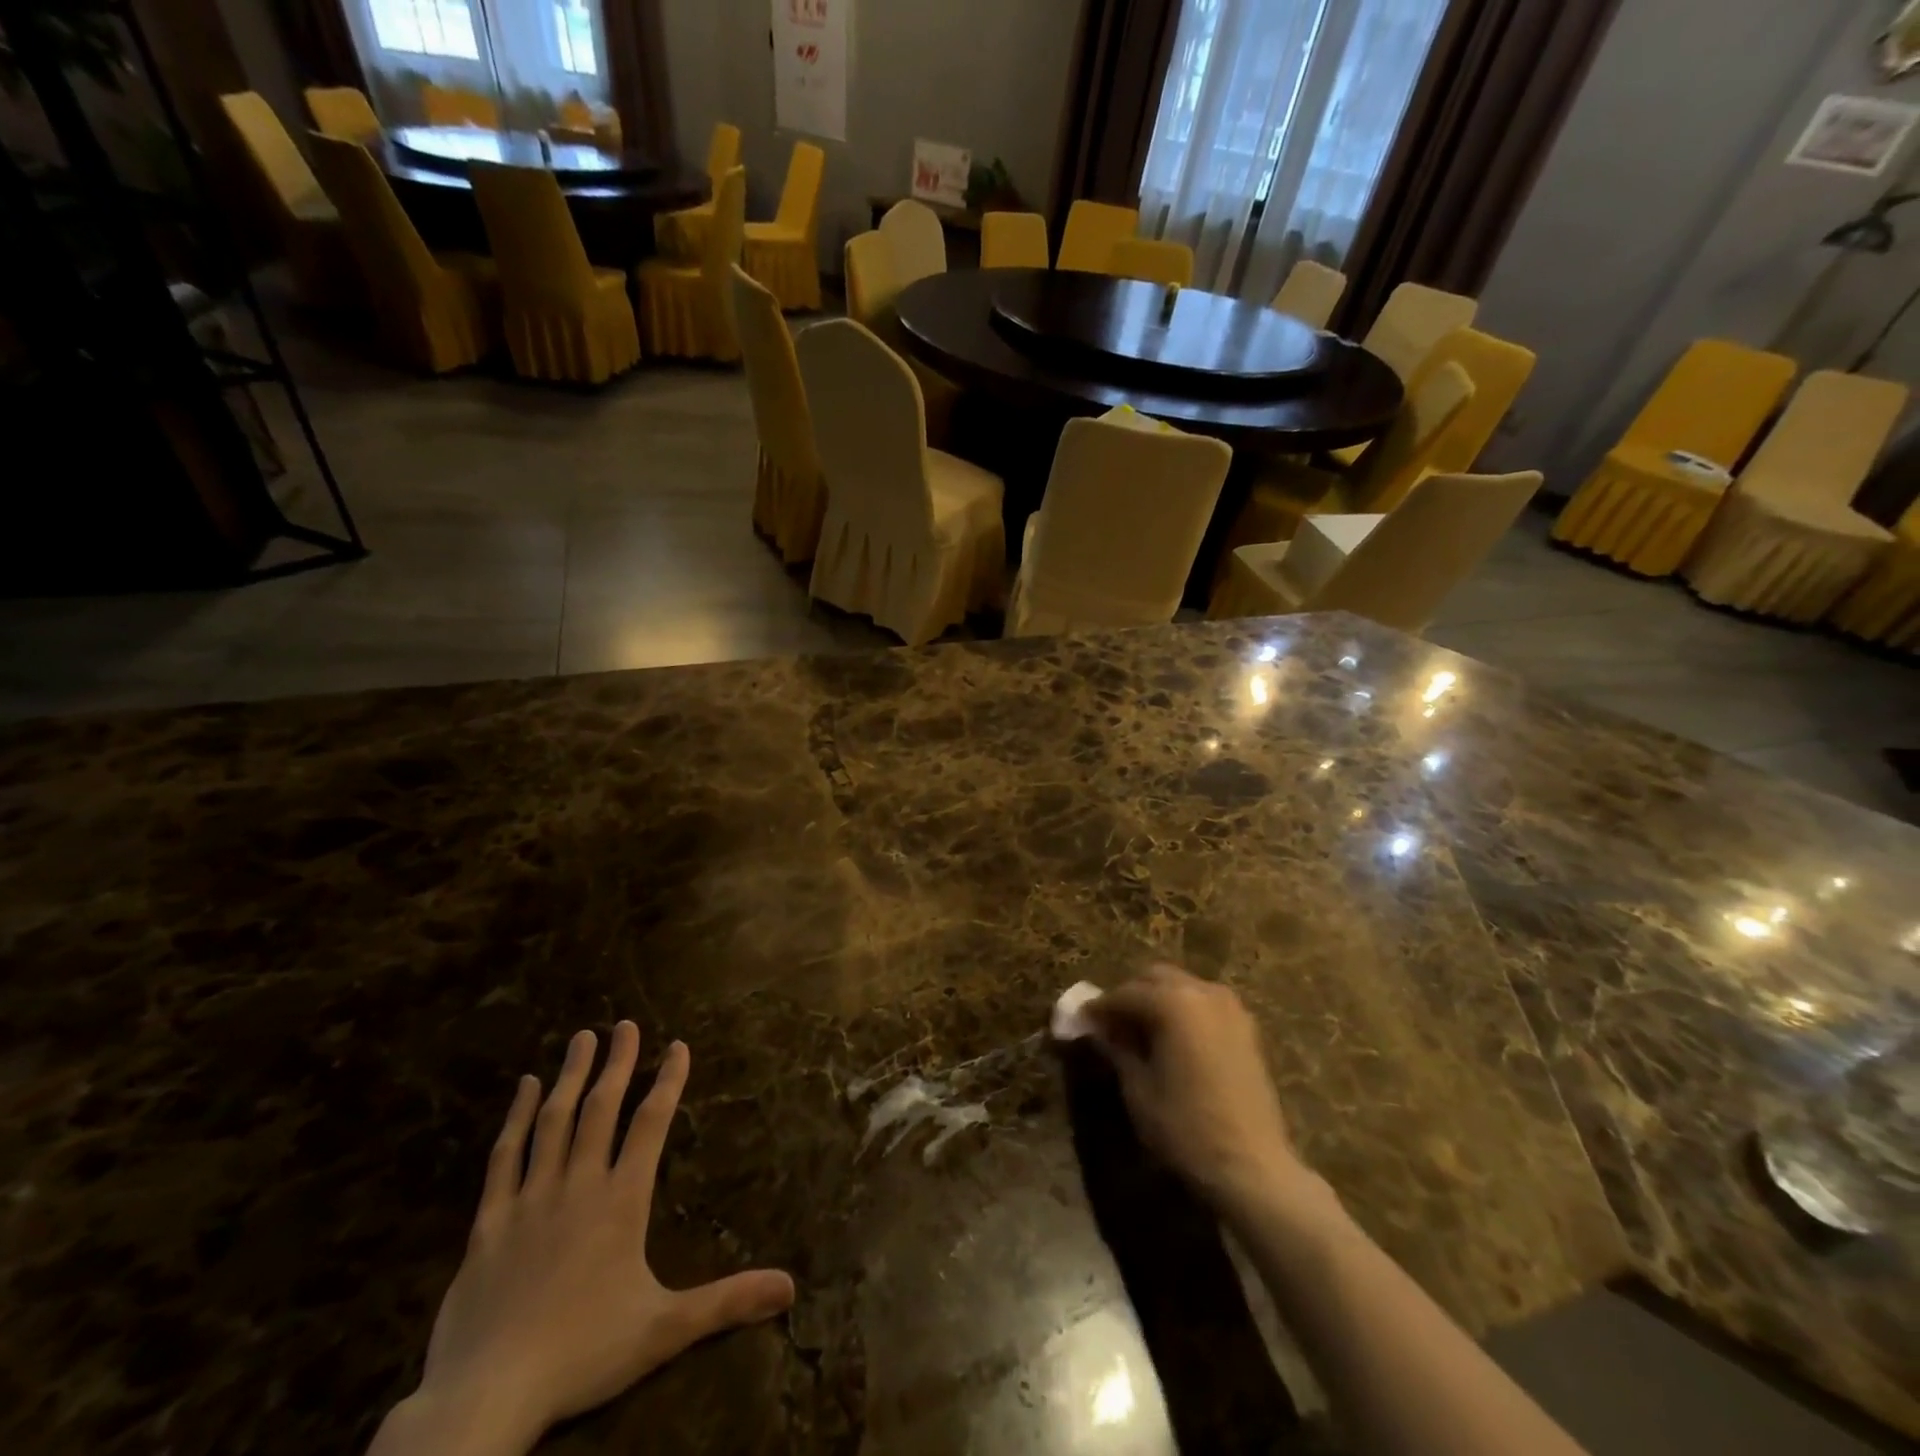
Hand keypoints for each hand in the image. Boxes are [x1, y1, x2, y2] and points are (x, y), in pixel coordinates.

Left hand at [400, 1024, 794, 1452]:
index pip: (651, 1124)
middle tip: (626, 1024)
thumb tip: (790, 1286)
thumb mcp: (664, 1329)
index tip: (678, 1045)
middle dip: (618, 1063)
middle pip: (601, 1109)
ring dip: (571, 1076)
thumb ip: (727, 1300)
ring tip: (582, 1038)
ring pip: (554, 1122)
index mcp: (622, 1201)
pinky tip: (526, 1088)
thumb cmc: (582, 1355)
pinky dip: (517, 1118)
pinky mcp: (489, 1223)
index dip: (668, 1081)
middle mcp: (578, 1186)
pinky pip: (505, 1157)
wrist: (485, 1397)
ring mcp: (530, 1200)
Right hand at [1086, 964, 1320, 1219]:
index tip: (1080, 1021)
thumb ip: (1117, 1049)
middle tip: (1110, 1025)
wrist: (1252, 1167)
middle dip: (1129, 996)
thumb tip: (1097, 1030)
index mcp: (1173, 1002)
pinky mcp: (1246, 1027)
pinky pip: (1204, 1003)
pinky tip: (1172, 1040)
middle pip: (1155, 978)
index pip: (1124, 994)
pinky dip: (1183, 1011)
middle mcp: (1202, 992)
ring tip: (1140, 1033)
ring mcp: (1230, 1007)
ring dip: (1157, 1000)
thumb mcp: (1138, 1089)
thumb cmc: (1185, 1128)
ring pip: (1181, 987)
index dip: (1098, 1008)